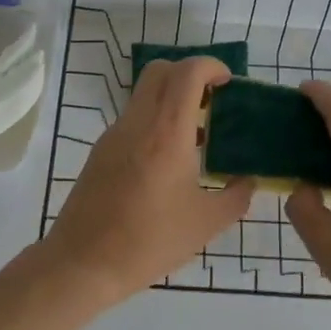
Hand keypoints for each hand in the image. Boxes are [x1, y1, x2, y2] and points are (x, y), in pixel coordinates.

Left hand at [43, 56, 254, 300]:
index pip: (187, 72)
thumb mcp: (206, 224)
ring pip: (144, 93)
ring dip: (171, 98)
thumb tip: (247, 179)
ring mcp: (114, 134)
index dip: (211, 66)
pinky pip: (133, 118)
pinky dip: (155, 120)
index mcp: (167, 132)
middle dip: (190, 74)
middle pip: (161, 70)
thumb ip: (236, 196)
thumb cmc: (149, 242)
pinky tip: (168, 160)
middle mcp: (138, 122)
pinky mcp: (100, 150)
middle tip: (213, 101)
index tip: (229, 83)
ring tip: (196, 135)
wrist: (83, 263)